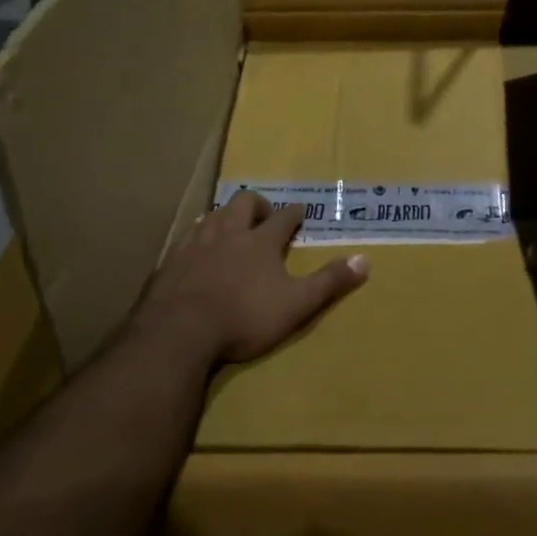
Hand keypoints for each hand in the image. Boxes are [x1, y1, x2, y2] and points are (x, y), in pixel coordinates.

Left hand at [136, 191, 368, 366]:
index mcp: (260, 241)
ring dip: (225, 216)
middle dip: (257, 204)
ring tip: (230, 226)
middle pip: (243, 203)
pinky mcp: (171, 261)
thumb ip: (329, 282)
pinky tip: (195, 248)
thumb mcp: (296, 304)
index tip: (301, 211)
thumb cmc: (244, 317)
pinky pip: (187, 237)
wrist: (179, 331)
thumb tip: (365, 260)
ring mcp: (196, 244)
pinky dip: (197, 236)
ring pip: (213, 215)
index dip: (294, 213)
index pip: (283, 218)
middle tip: (264, 214)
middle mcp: (228, 233)